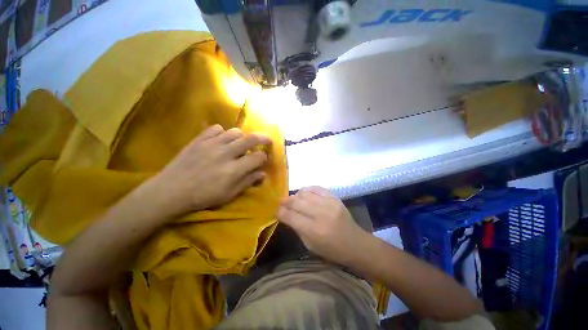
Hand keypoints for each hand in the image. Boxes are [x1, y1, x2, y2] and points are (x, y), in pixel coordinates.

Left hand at [152, 124, 270, 214]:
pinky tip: (221, 140)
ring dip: (242, 137)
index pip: (257, 157)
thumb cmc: (203, 196)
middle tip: (267, 140)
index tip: (264, 159)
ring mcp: (211, 144)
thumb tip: (263, 173)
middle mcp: (226, 153)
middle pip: (250, 139)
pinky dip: (223, 132)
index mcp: (234, 169)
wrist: (171, 190)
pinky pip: (216, 128)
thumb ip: (247, 181)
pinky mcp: (199, 139)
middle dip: (263, 138)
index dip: (264, 157)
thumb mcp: (229, 194)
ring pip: (235, 131)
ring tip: (241, 143)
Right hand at [277, 186, 368, 265]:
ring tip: (293, 199)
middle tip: (281, 202)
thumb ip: (296, 228)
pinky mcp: (335, 197)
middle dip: (285, 201)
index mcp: (314, 230)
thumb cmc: (331, 250)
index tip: (276, 210)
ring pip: (305, 193)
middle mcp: (320, 214)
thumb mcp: (310, 245)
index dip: (280, 212)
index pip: (290, 216)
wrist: (355, 243)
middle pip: (296, 202)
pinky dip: (307, 189)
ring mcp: (329, 203)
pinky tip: (304, 194)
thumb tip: (285, 214)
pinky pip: (316, 188)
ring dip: (296, 195)